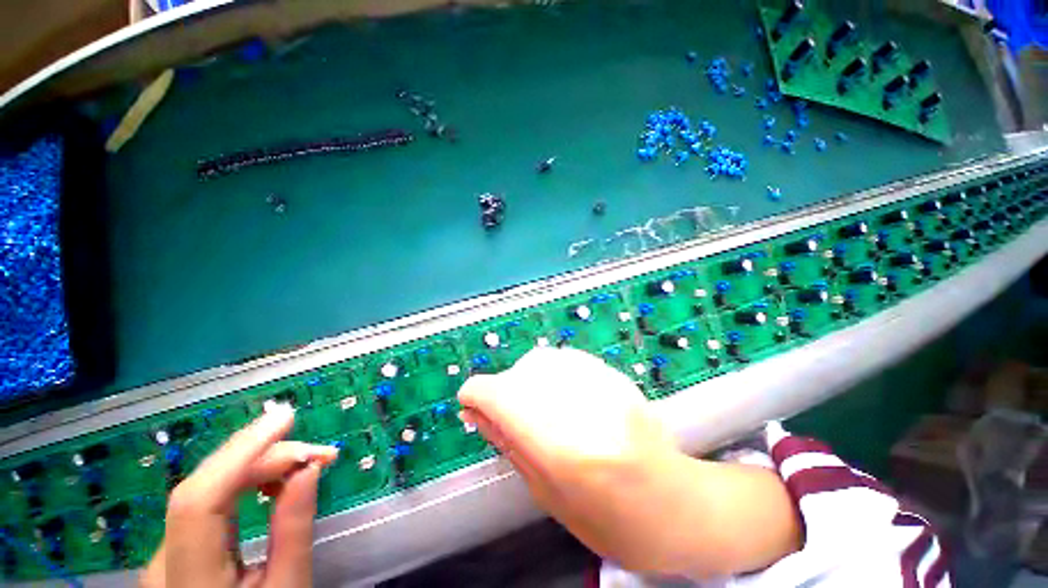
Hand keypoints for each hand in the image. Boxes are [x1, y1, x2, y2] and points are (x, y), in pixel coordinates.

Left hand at [140, 404, 337, 587]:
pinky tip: (271, 482)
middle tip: (319, 453)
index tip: (285, 418)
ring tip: (305, 463)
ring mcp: (163, 554)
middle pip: (205, 488)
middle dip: (264, 458)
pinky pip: (209, 502)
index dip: (239, 452)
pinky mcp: (175, 548)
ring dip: (258, 468)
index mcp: (190, 581)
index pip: (199, 501)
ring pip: (207, 490)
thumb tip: (310, 467)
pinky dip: (245, 484)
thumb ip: (294, 530)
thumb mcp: (289, 586)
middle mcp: (162, 562)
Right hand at [458, 347, 799, 577]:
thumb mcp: (546, 493)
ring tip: (537, 408)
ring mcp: (606, 385)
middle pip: (521, 372)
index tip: (471, 403)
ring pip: (543, 359)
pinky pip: (566, 358)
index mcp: (564, 450)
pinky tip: (561, 396)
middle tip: (507, 414)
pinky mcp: (616, 375)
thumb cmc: (610, 520)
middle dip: (504, 391)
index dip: (476, 395)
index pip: (500, 396)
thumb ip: (507, 443)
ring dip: (527, 380)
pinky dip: (551, 374)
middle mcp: (585, 407)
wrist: (676, 506)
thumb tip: (474, 411)